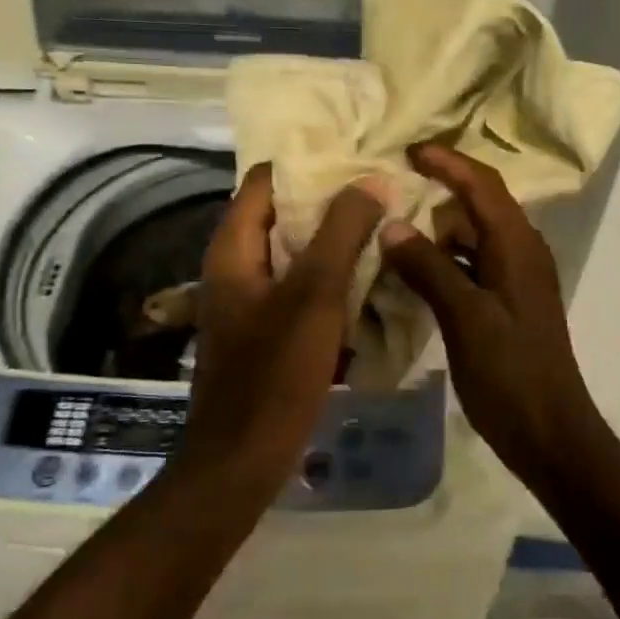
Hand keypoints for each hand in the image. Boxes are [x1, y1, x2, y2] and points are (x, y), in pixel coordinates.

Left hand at [178, 163, 388, 500]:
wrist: (242, 460)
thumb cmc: (274, 373)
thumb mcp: (314, 295)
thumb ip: (342, 232)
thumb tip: (372, 180)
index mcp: (234, 248)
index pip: (267, 179)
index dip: (310, 163)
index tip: (358, 158)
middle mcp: (236, 266)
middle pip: (283, 214)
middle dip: (332, 202)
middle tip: (383, 192)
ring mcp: (250, 300)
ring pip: (296, 253)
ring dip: (336, 240)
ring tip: (385, 227)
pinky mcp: (266, 329)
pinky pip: (301, 288)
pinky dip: (331, 277)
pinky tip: (370, 279)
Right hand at [379, 143, 606, 486]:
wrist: (549, 432)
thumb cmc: (509, 372)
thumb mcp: (464, 316)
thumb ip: (428, 267)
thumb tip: (391, 225)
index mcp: (516, 246)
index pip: (482, 184)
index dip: (447, 162)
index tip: (408, 151)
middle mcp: (521, 252)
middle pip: (480, 204)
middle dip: (440, 190)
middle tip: (393, 187)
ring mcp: (516, 279)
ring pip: (474, 237)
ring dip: (438, 229)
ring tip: (393, 228)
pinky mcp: (507, 304)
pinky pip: (472, 265)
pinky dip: (444, 261)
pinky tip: (412, 274)